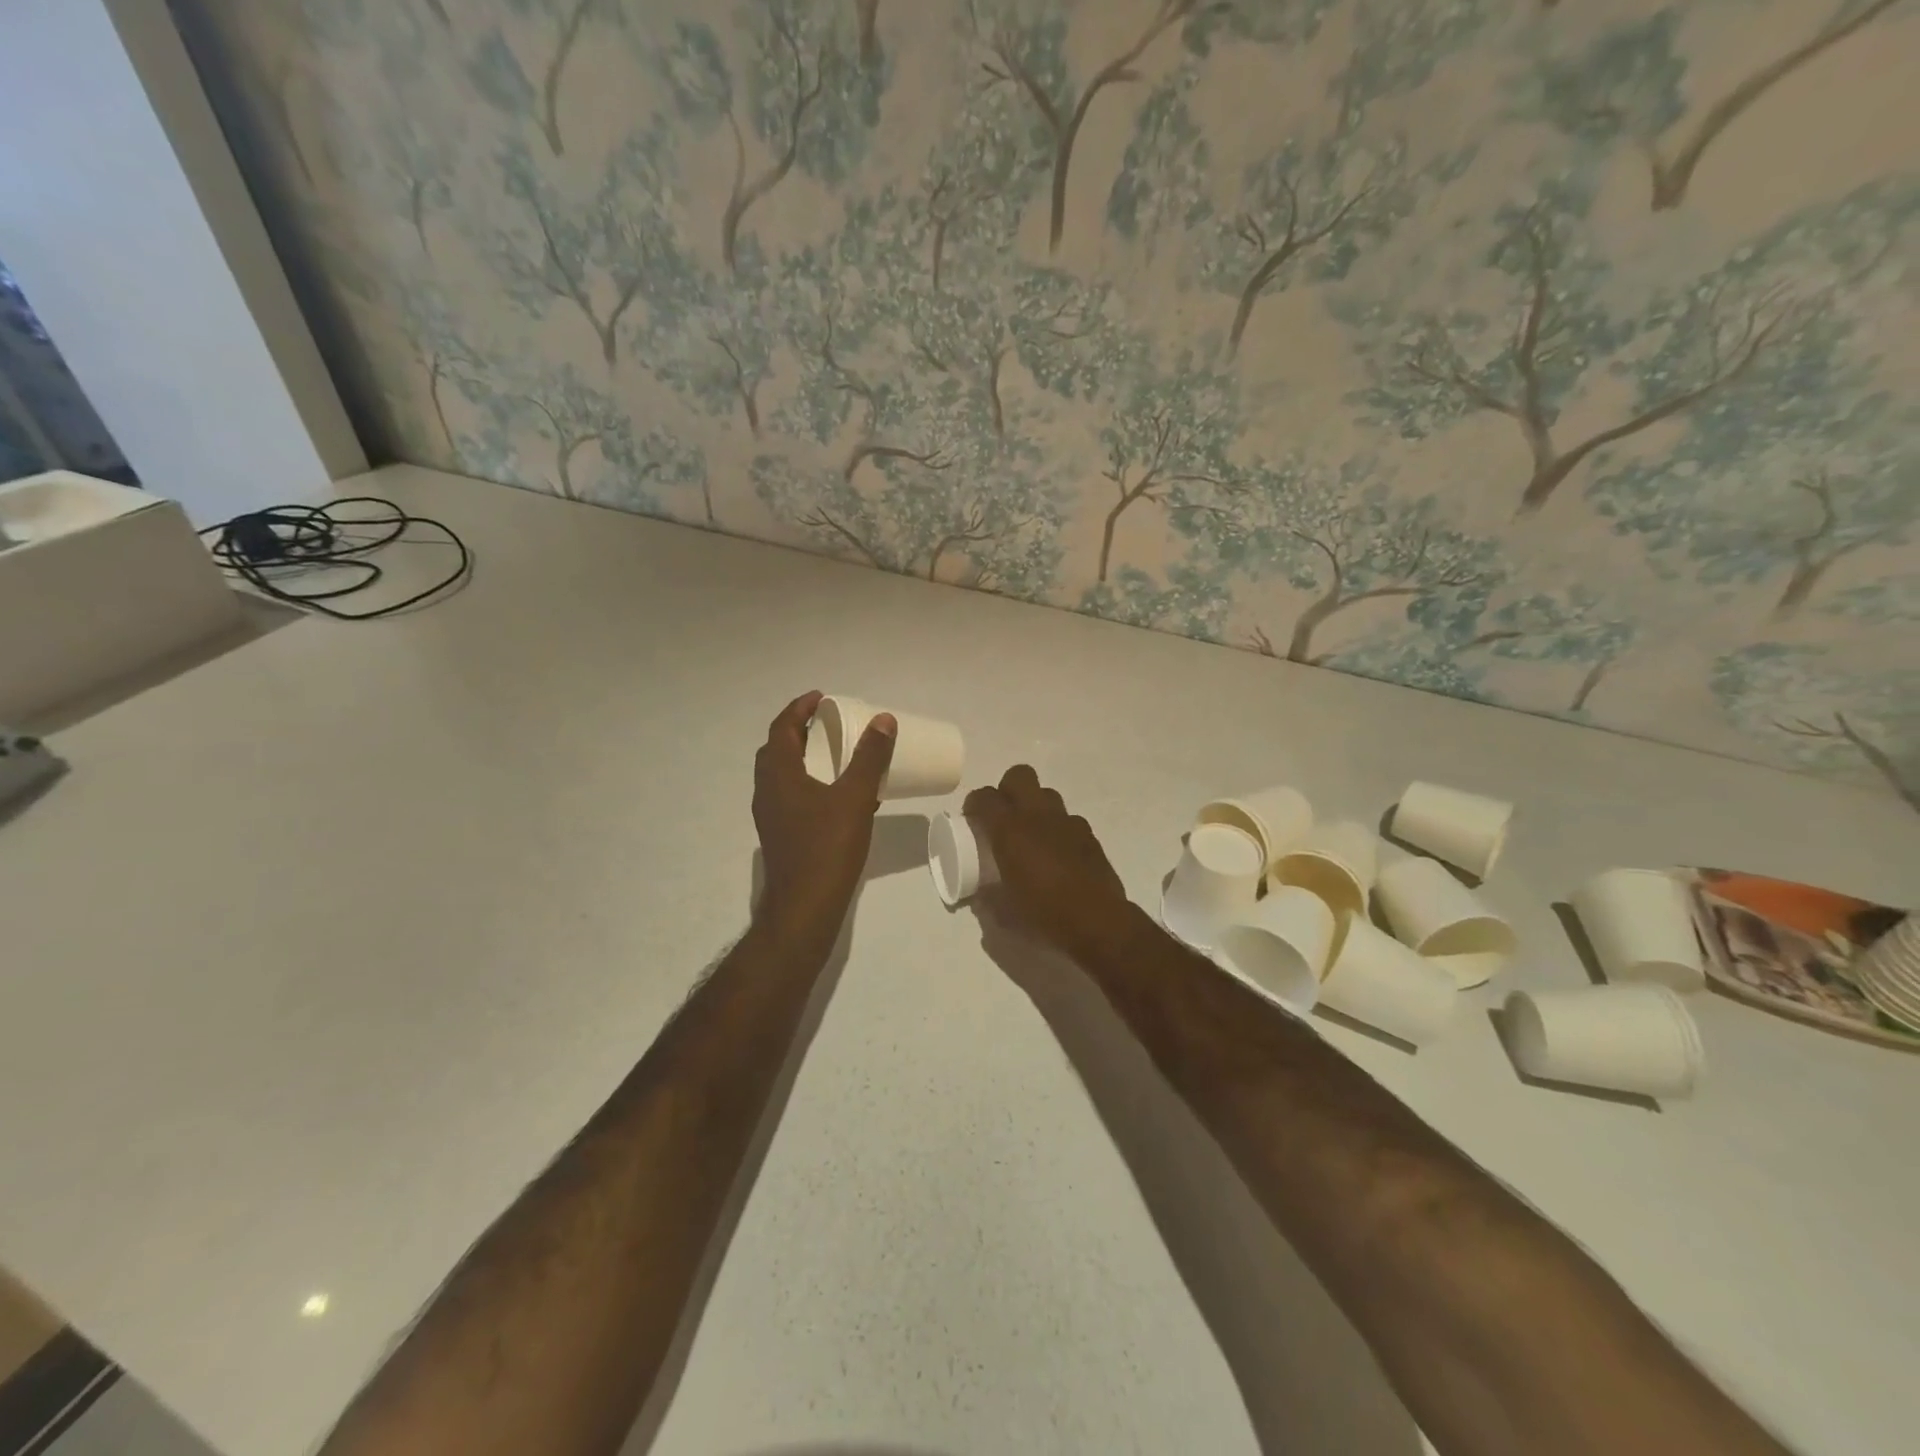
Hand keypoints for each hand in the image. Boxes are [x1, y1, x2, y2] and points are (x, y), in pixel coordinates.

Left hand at [754, 690, 894, 943]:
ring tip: (835, 753)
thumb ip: (869, 757)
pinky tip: (837, 795)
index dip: (799, 708)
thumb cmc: (827, 847)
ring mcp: (771, 816)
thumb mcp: (855, 797)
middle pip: (777, 749)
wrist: (805, 907)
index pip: (781, 728)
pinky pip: (792, 796)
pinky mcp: (781, 835)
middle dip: (800, 731)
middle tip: (828, 722)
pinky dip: (809, 783)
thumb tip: (883, 719)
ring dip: (804, 758)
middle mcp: (767, 791)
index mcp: (778, 775)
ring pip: (783, 775)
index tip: (822, 697)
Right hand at [964, 766, 1133, 961]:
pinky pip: (1068, 819)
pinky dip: (1058, 829)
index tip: (972, 820)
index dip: (974, 804)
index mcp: (1010, 830)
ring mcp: (1067, 821)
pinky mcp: (1089, 834)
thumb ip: (989, 897)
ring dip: (1035, 807)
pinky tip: (1058, 854)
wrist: (1097, 922)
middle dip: (1007, 789)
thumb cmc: (1044, 914)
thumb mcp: (1004, 912)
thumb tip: (983, 894)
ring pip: (1046, 794)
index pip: (985, 797)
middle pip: (1019, 776)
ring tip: (1032, 834)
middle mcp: (1038, 815)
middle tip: (1003, 816)